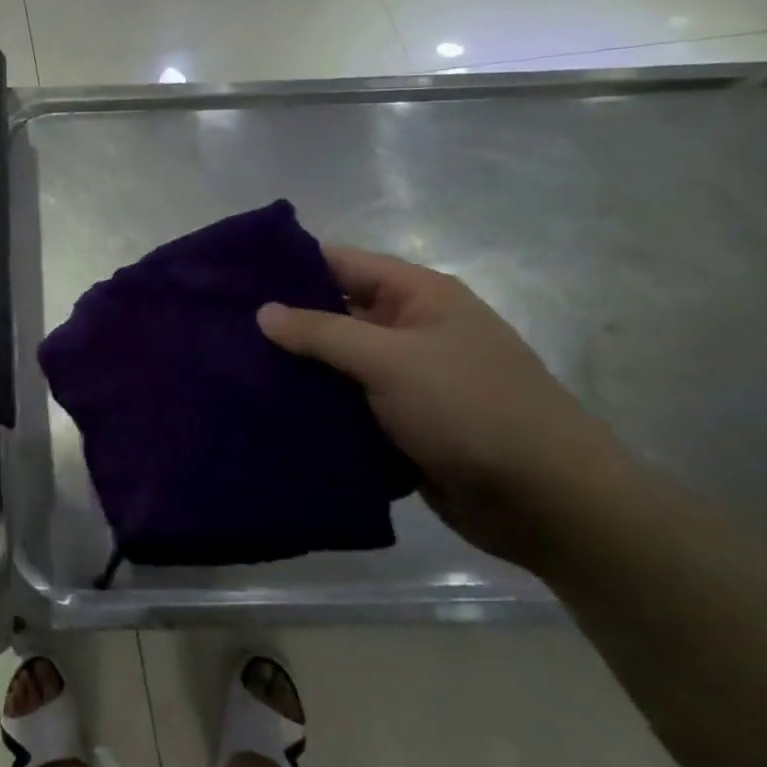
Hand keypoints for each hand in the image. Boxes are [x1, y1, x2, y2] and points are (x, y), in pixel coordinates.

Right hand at [257, 246, 630, 569]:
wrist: (549, 504)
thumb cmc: (472, 409)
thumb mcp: (391, 360)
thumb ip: (322, 332)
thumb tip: (262, 310)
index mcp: (418, 296)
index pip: (340, 263)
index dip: (288, 264)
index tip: (231, 275)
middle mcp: (409, 329)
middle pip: (333, 312)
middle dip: (283, 320)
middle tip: (217, 325)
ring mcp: (405, 379)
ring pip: (335, 362)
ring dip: (294, 368)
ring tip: (228, 366)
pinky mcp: (399, 423)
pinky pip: (345, 404)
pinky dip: (313, 406)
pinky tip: (265, 408)